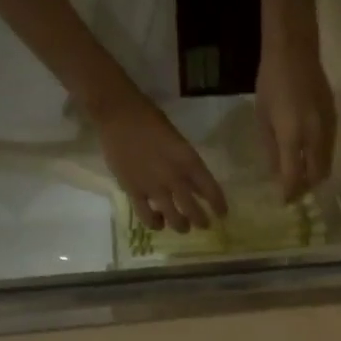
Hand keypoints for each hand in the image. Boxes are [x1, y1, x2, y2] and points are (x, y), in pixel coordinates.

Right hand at [91, 92, 226, 232]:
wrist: (118, 114)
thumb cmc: (150, 120)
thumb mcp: (178, 141)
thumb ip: (188, 165)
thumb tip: (198, 189)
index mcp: (188, 161)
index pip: (211, 190)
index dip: (218, 206)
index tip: (222, 214)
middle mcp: (174, 178)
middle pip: (194, 211)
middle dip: (201, 221)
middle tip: (203, 225)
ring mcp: (154, 187)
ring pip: (173, 219)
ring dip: (181, 226)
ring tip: (182, 227)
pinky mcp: (134, 192)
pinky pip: (147, 217)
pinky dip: (155, 223)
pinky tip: (158, 222)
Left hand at [255, 36, 336, 201]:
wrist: (295, 49)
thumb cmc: (271, 82)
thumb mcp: (262, 118)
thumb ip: (271, 150)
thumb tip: (277, 175)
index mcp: (292, 136)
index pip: (295, 177)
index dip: (290, 193)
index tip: (284, 201)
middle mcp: (315, 136)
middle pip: (317, 176)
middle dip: (306, 187)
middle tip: (294, 191)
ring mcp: (328, 128)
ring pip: (327, 165)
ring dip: (315, 175)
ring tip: (302, 177)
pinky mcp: (335, 120)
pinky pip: (330, 150)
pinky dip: (320, 160)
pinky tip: (309, 157)